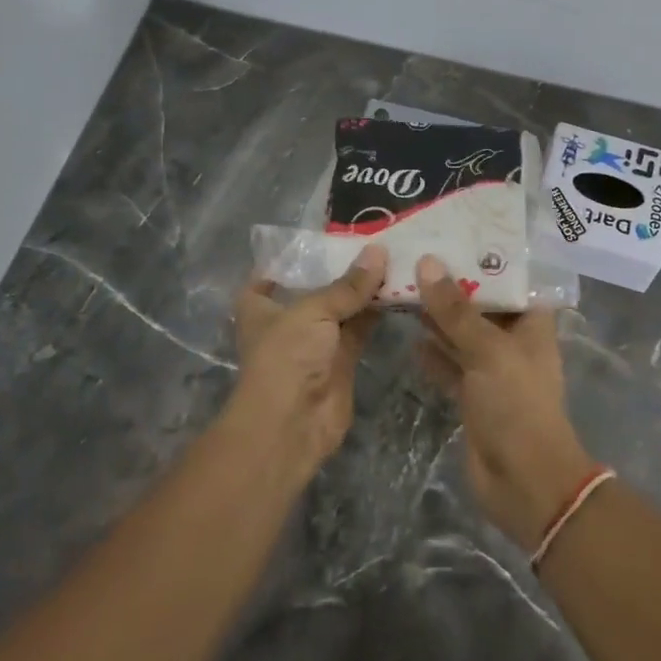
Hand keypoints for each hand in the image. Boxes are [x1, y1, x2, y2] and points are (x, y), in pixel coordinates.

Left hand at [228, 245, 387, 479]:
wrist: (292, 424)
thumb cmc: (286, 356)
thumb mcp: (313, 310)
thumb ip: (348, 285)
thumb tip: (379, 251)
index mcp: (261, 307)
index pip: (268, 276)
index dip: (288, 259)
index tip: (319, 237)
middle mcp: (287, 321)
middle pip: (315, 288)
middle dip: (340, 268)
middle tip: (374, 239)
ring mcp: (315, 342)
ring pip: (343, 308)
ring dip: (364, 290)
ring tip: (394, 257)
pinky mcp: (342, 360)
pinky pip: (361, 329)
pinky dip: (377, 312)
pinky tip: (399, 289)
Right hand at [415, 255, 595, 547]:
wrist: (524, 481)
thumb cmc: (517, 404)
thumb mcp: (487, 349)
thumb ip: (455, 309)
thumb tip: (427, 263)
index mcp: (530, 324)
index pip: (508, 280)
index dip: (483, 259)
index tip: (450, 236)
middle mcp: (512, 342)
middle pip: (480, 305)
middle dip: (451, 285)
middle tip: (415, 256)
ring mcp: (491, 370)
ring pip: (461, 334)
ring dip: (437, 317)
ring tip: (403, 287)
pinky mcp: (472, 395)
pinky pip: (449, 365)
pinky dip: (432, 353)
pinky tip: (408, 335)